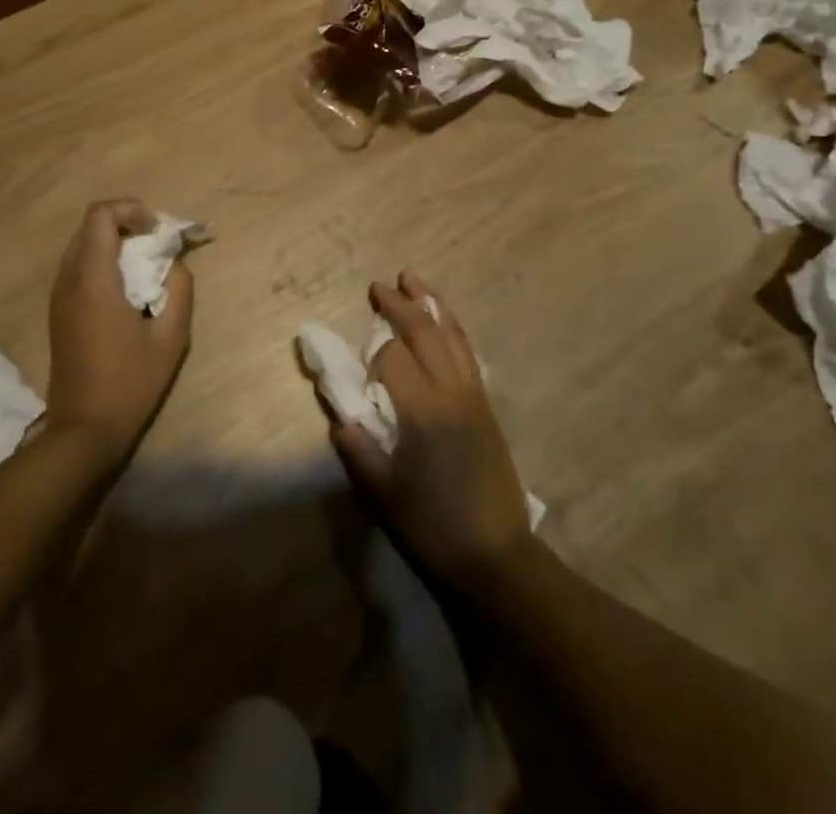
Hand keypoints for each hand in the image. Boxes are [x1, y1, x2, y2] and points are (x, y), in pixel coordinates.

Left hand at [44, 199, 192, 465]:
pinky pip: (79, 268)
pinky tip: (128, 289)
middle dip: (126, 224)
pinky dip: (104, 263)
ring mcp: (59, 297)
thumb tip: (176, 263)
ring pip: (83, 247)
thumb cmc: (130, 382)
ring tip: (146, 265)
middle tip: (157, 243)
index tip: (157, 230)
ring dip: (115, 243)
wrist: (84, 430)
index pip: (100, 215)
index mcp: (92, 279)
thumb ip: (179, 289)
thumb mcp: (170, 337)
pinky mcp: (59, 313)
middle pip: (90, 227)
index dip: (131, 209)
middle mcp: (68, 280)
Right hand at [330, 271, 533, 587]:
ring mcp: (473, 394)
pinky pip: (467, 351)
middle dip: (400, 304)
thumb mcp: (382, 494)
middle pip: (425, 331)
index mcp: (423, 410)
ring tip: (413, 279)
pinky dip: (452, 326)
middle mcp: (451, 391)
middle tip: (378, 286)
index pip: (392, 358)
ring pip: (452, 334)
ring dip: (431, 303)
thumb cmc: (433, 526)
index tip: (362, 378)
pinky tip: (443, 319)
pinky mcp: (486, 404)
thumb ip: (357, 448)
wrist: (496, 555)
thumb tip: (340, 417)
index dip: (372, 358)